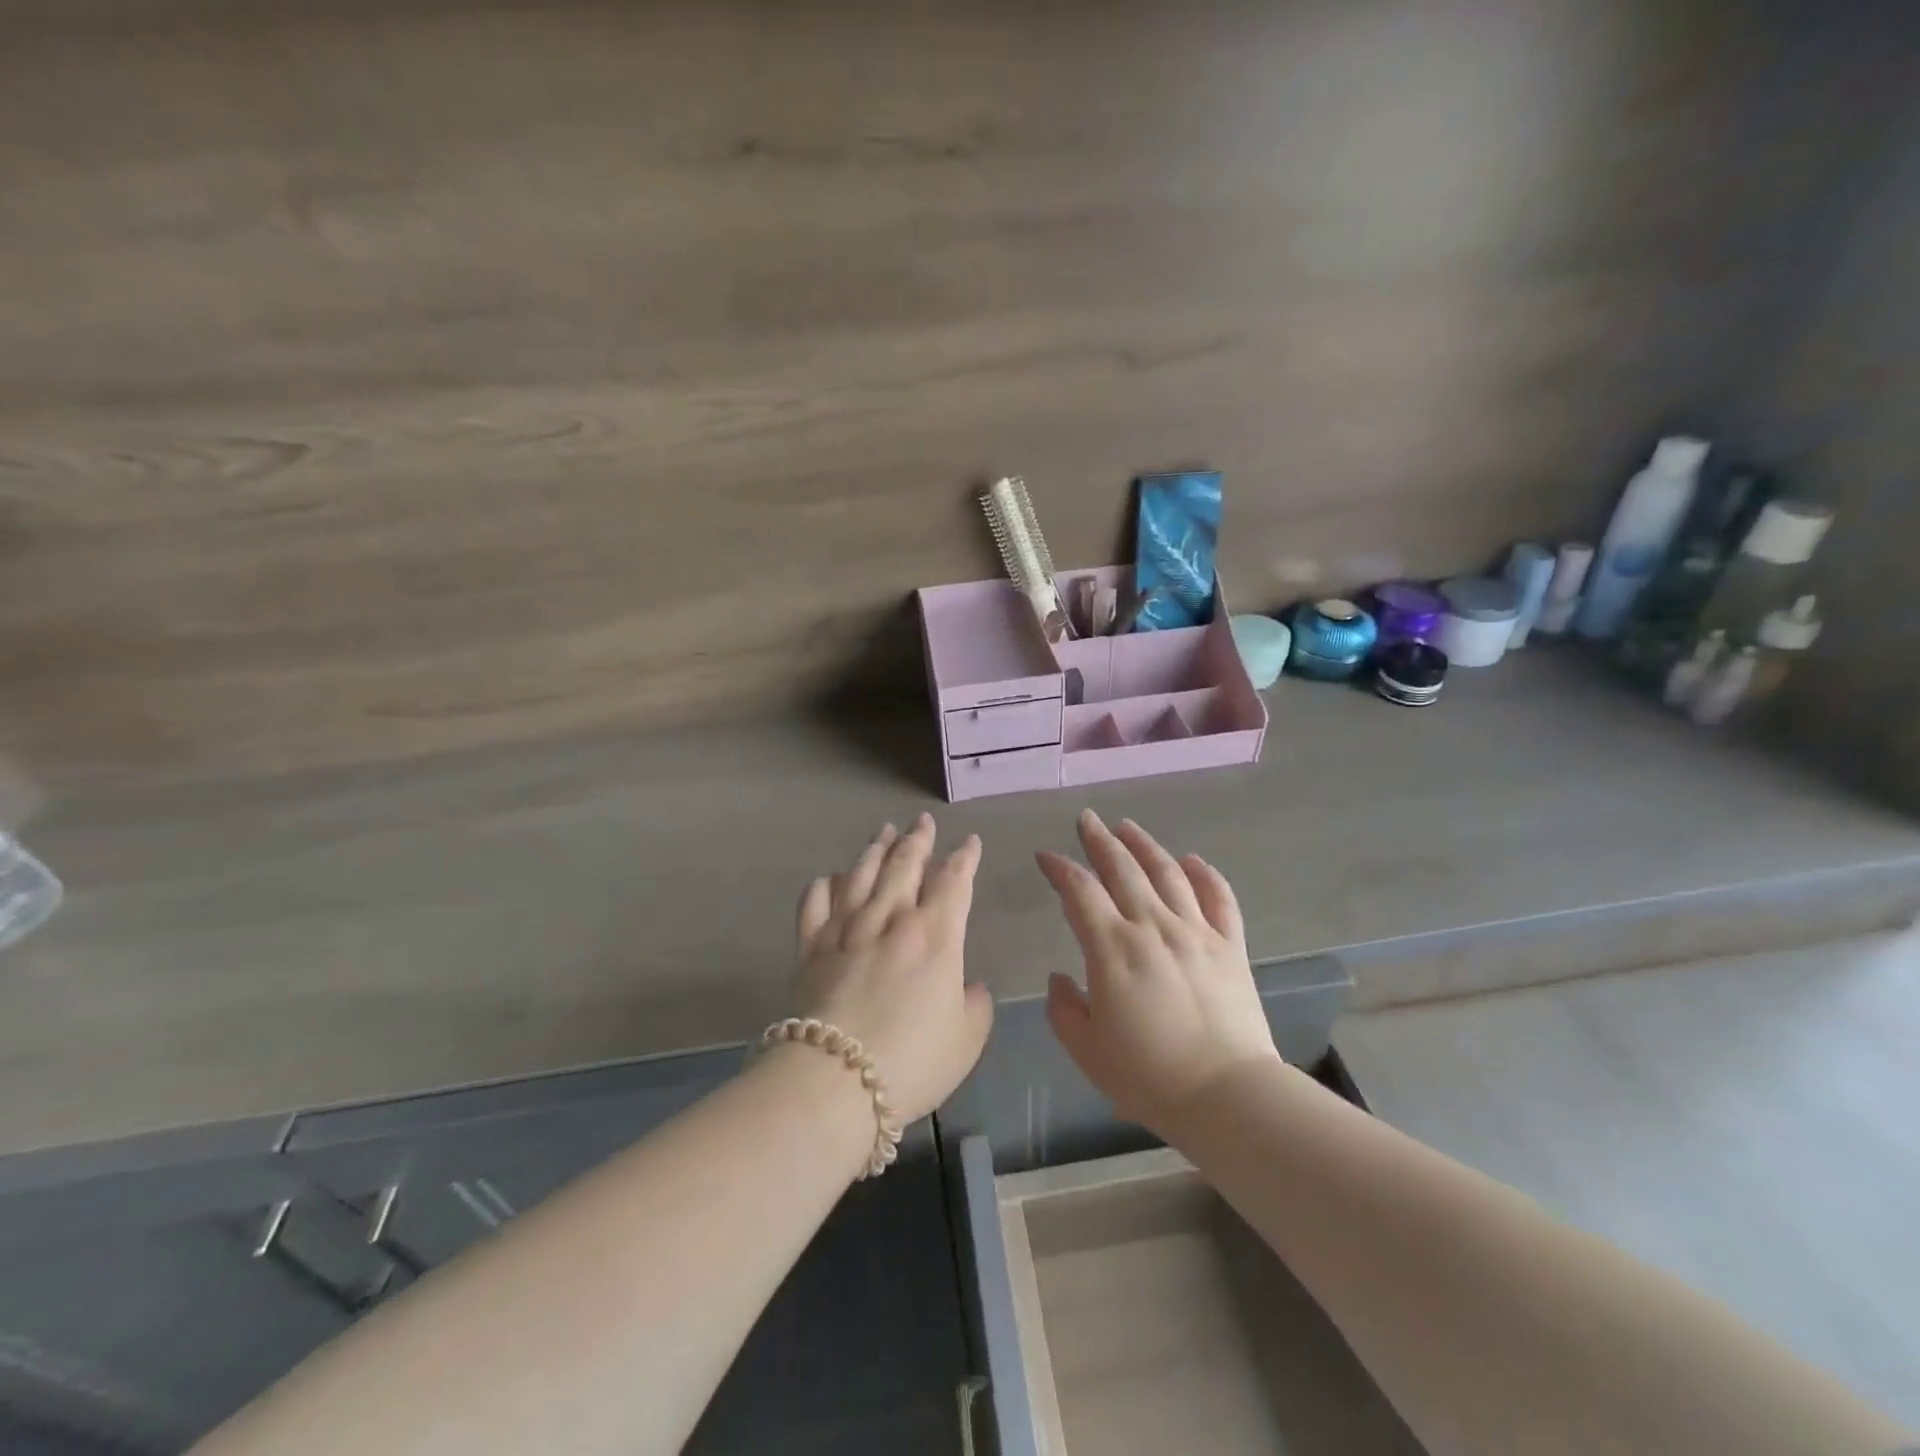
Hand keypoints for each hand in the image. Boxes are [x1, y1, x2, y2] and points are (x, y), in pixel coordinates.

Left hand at [793, 814, 993, 1123]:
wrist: (835, 1081)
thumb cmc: (911, 1062)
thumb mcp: (966, 1040)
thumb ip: (975, 1006)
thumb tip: (971, 987)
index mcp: (935, 936)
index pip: (954, 882)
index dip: (965, 858)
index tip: (970, 842)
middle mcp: (890, 919)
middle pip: (905, 865)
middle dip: (917, 839)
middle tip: (922, 821)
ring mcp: (846, 928)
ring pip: (861, 873)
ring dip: (875, 849)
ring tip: (884, 832)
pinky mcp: (810, 946)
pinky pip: (816, 902)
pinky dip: (825, 885)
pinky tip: (831, 878)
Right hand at [1037, 810, 1279, 1134]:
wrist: (1228, 1095)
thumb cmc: (1149, 1076)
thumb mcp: (1086, 1049)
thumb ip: (1064, 1008)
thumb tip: (1060, 978)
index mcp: (1113, 948)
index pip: (1080, 891)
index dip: (1059, 868)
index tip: (1046, 856)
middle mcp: (1153, 926)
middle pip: (1123, 868)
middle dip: (1100, 840)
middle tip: (1086, 819)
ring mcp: (1196, 932)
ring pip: (1168, 873)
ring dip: (1145, 845)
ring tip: (1128, 827)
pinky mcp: (1230, 946)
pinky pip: (1219, 898)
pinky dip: (1206, 874)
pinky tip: (1194, 860)